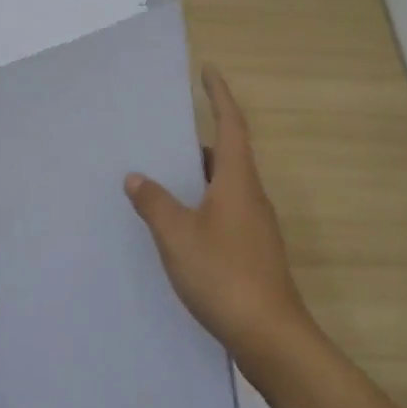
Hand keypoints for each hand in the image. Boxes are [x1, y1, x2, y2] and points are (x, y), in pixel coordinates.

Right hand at [125, 66, 313, 365]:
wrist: (269, 335)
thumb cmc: (223, 274)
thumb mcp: (177, 236)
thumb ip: (155, 203)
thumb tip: (137, 178)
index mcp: (238, 181)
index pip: (231, 124)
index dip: (220, 95)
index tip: (208, 71)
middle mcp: (251, 196)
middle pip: (229, 155)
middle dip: (201, 140)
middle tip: (166, 135)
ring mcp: (255, 226)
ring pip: (226, 186)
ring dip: (200, 176)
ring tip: (164, 177)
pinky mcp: (253, 251)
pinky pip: (225, 211)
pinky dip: (203, 204)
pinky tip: (179, 225)